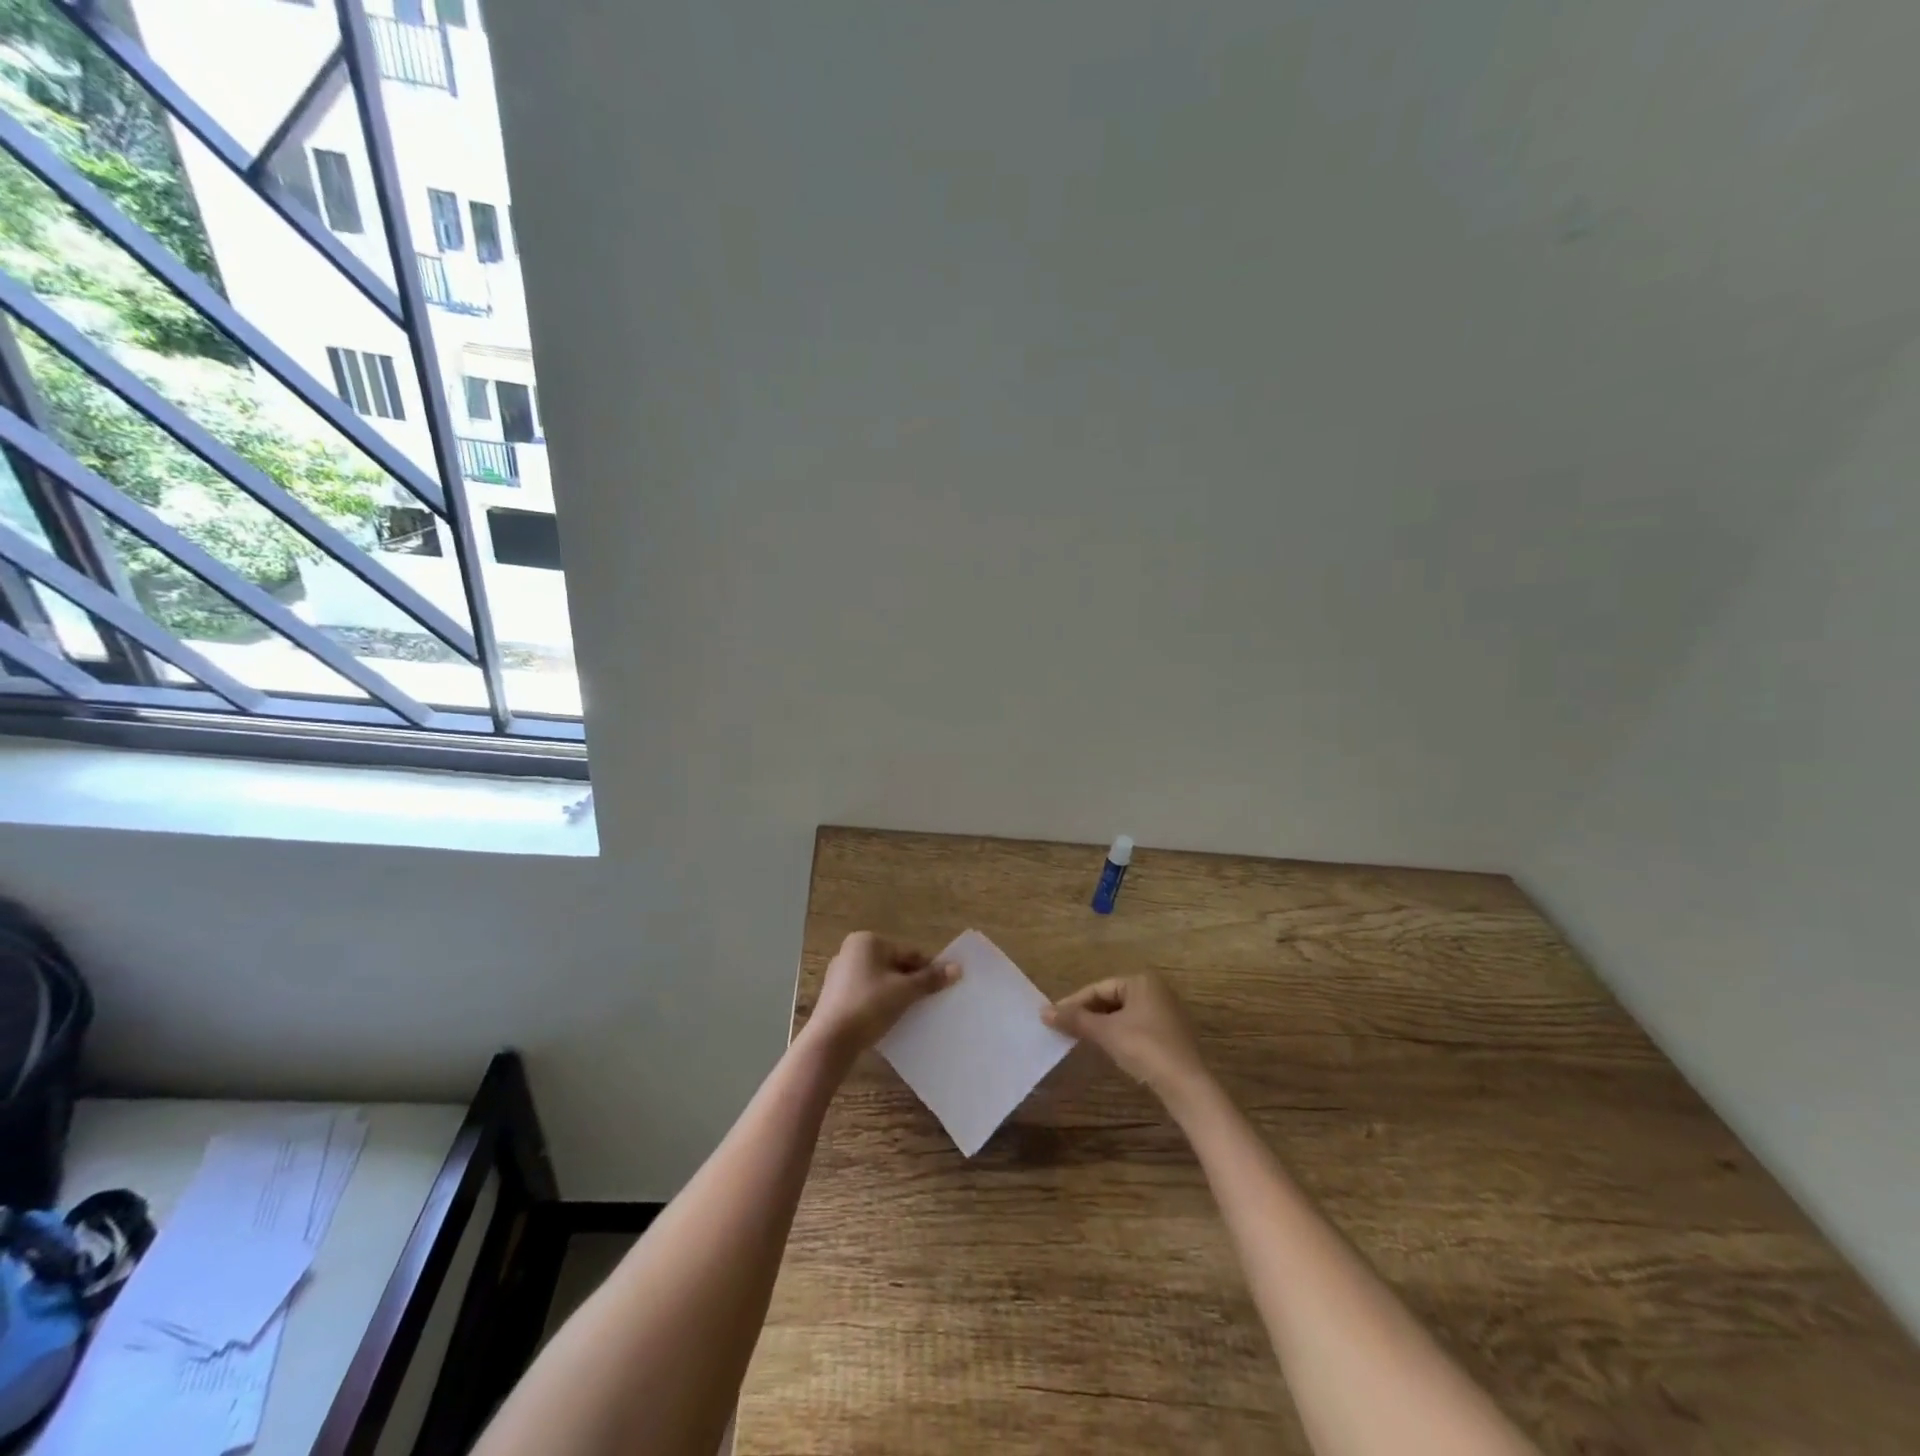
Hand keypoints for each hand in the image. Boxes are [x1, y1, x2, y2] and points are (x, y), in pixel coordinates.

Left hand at [804, 932, 958, 1063]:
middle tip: (928, 1002)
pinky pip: (866, 993)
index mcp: (867, 941)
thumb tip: (957, 968)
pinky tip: (889, 1019)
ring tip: (911, 1012)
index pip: (908, 953)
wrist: (830, 1041)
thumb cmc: (869, 1005)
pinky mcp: (835, 996)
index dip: (927, 970)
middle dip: (911, 982)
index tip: (942, 987)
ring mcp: (840, 974)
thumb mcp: (905, 991)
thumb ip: (930, 979)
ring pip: (880, 981)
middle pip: (894, 965)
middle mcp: (850, 951)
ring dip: (896, 993)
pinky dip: (880, 1002)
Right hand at [1043, 972, 1210, 1101]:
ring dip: (1101, 1025)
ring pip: (1122, 1014)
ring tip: (1079, 1038)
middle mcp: (1155, 990)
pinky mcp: (1169, 1034)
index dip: (1074, 1003)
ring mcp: (1165, 1012)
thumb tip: (1043, 1012)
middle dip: (1087, 1014)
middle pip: (1110, 999)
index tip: (1053, 1017)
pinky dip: (1117, 1034)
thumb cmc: (1144, 1048)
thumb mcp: (1106, 1032)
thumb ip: (1075, 1020)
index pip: (1098, 988)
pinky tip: (1106, 1047)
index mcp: (1141, 981)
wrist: (1186, 1085)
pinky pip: (1135, 1027)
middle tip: (1064, 1028)